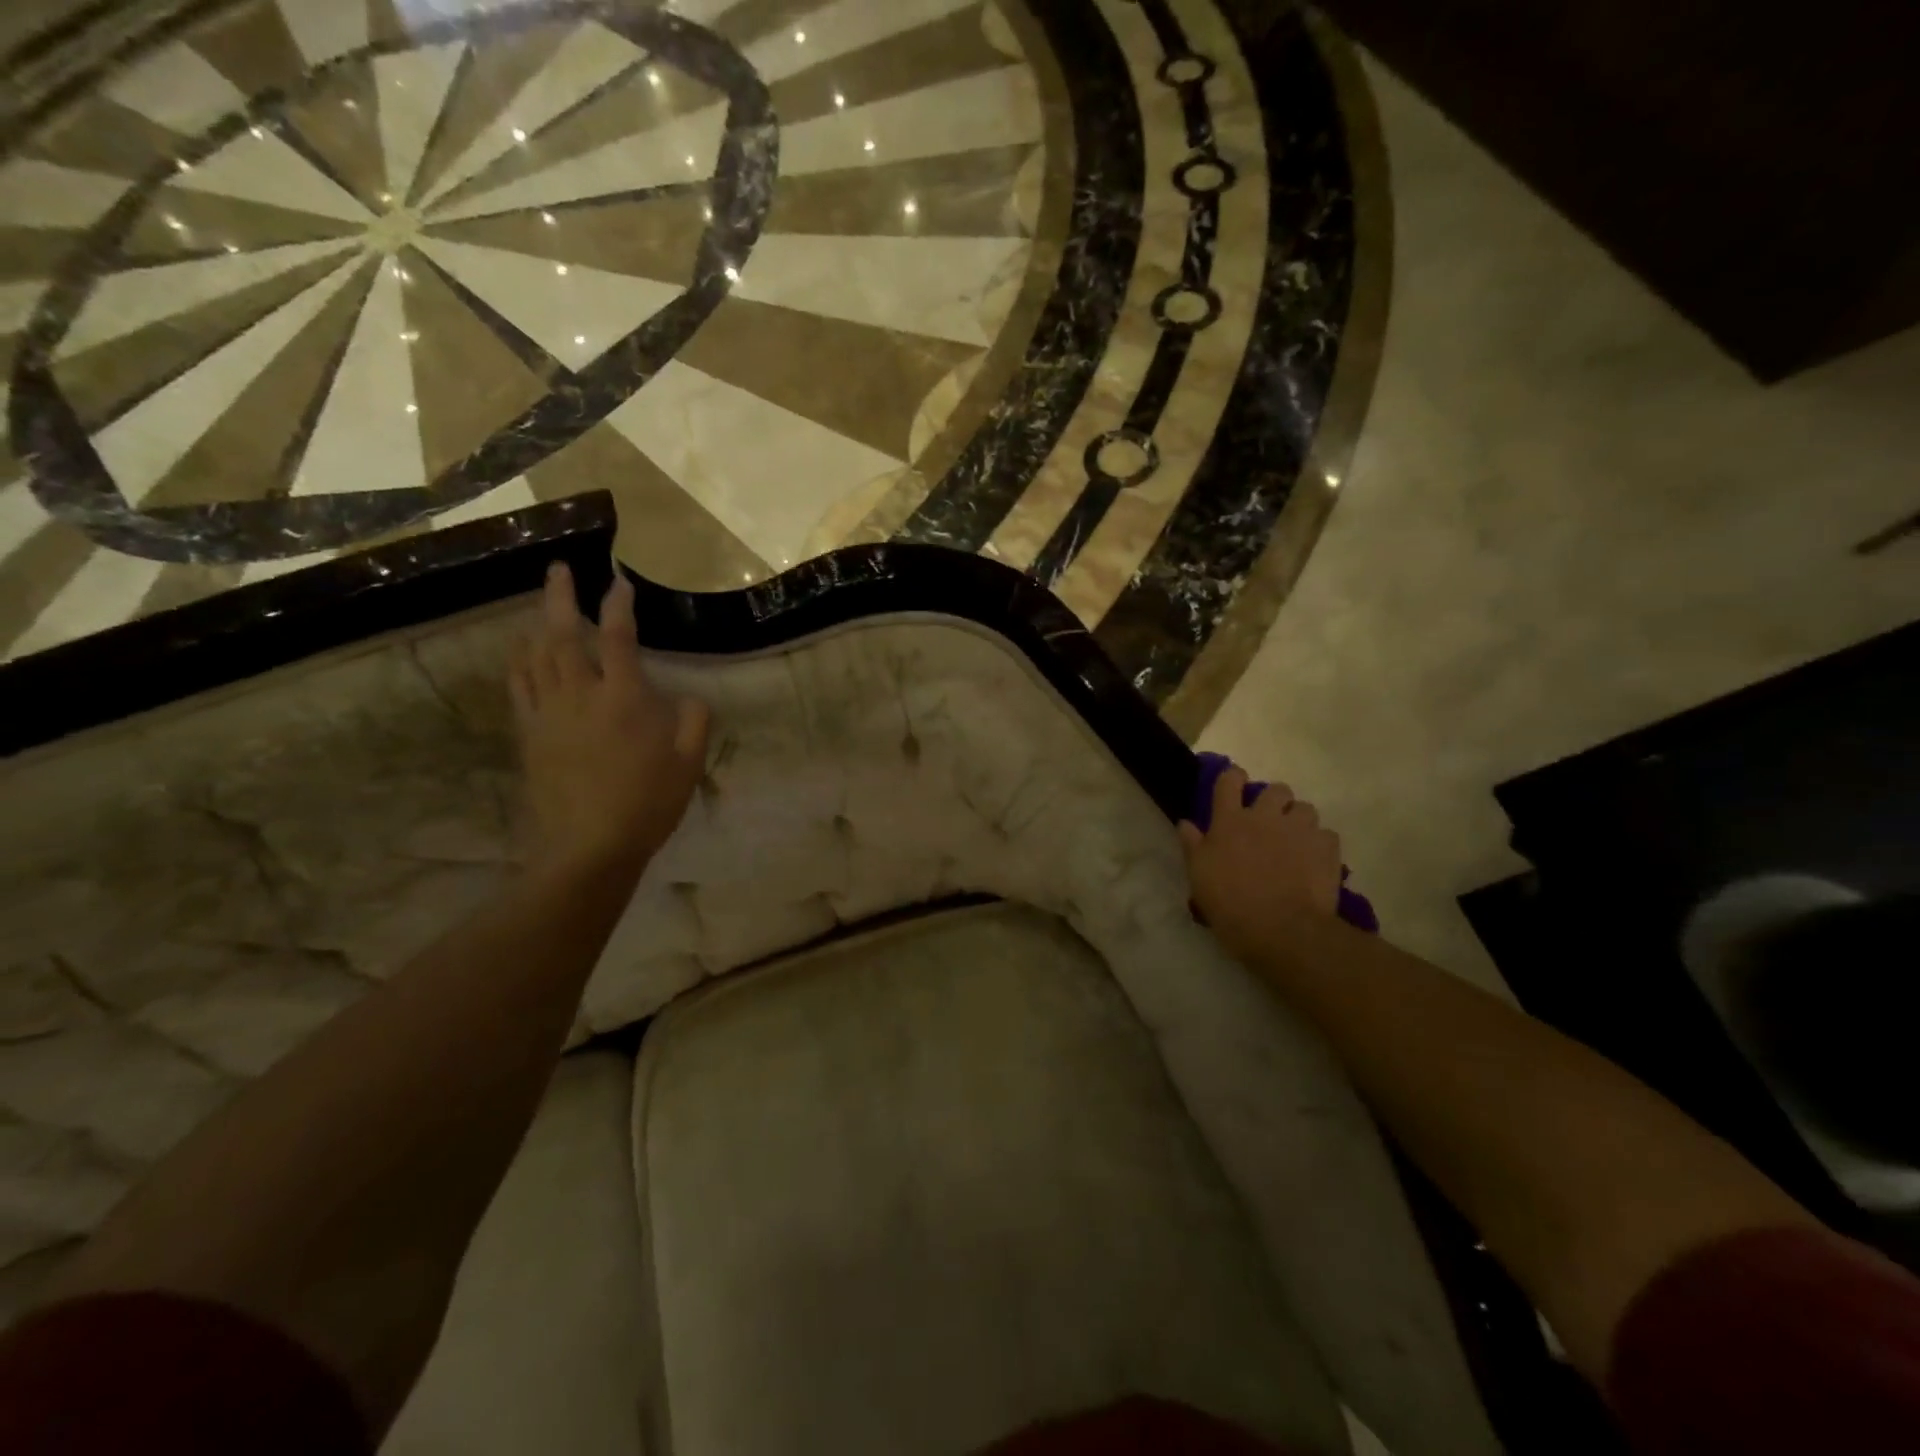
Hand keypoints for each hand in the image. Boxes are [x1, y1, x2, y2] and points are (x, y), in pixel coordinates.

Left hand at [509, 562, 709, 885]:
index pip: (620, 639)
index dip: (619, 605)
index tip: (620, 581)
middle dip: (561, 597)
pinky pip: (519, 686)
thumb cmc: (647, 805)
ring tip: (541, 602)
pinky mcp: (529, 734)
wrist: (588, 848)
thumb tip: (687, 697)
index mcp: (624, 699)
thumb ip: (694, 722)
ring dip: (538, 622)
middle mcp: (580, 695)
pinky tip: (520, 650)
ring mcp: (548, 714)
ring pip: (536, 655)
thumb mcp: (688, 764)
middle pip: (565, 635)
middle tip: (558, 568)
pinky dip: (518, 660)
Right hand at [1178, 767, 1342, 962]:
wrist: (1283, 930)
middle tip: (1269, 822)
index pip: (1229, 780)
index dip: (1233, 778)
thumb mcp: (1199, 877)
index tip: (1234, 787)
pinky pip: (1326, 835)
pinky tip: (1314, 861)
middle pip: (1275, 789)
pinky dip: (1320, 844)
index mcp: (1230, 821)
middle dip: (1274, 800)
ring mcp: (1299, 830)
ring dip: (1299, 820)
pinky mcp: (1327, 848)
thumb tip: (1185, 823)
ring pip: (1305, 808)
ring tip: (1295, 842)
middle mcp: (1265, 817)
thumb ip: (1192, 846)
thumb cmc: (1231, 904)